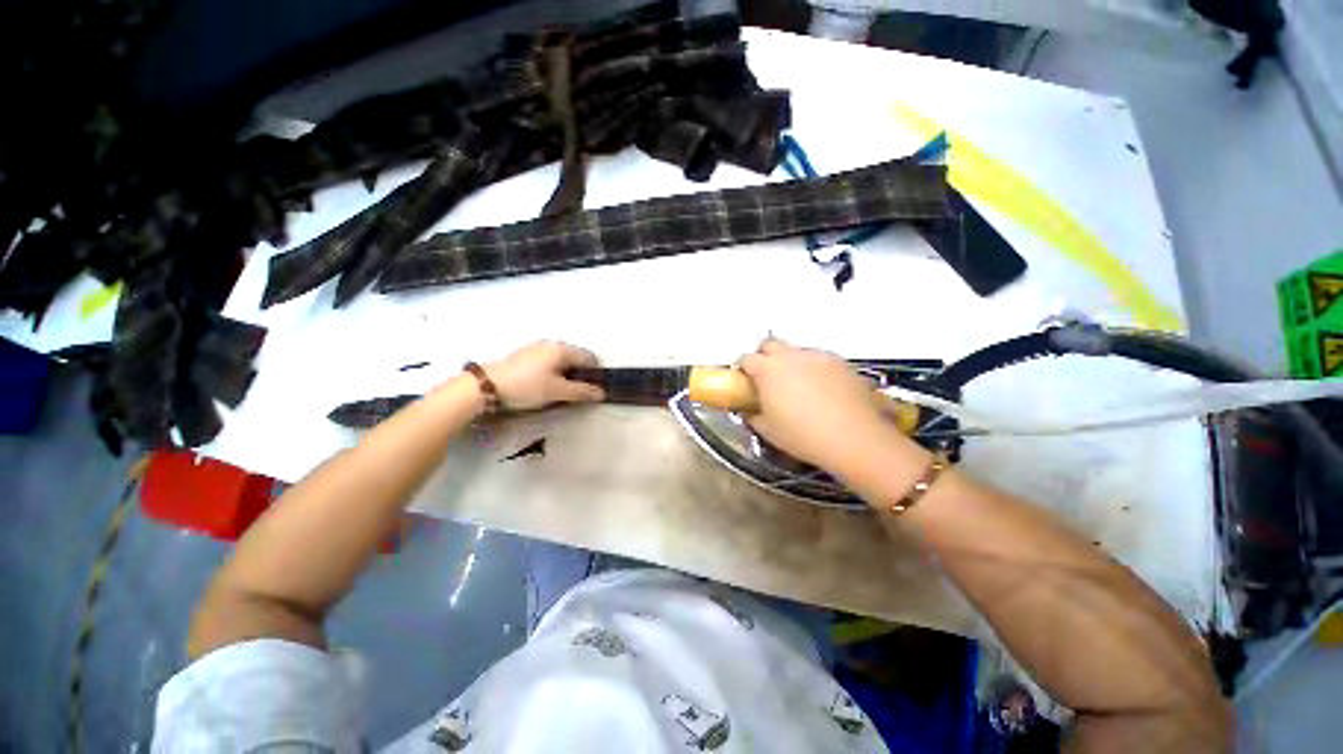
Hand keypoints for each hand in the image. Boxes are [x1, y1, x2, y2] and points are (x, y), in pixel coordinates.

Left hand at [483, 341, 604, 410]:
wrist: (487, 385)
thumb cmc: (527, 386)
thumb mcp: (557, 392)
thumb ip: (582, 392)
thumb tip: (601, 393)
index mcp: (562, 349)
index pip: (589, 357)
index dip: (595, 373)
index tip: (592, 389)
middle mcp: (552, 343)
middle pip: (576, 357)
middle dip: (580, 373)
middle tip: (576, 391)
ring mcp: (537, 347)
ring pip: (561, 359)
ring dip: (566, 372)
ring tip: (560, 389)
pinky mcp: (526, 354)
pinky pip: (549, 360)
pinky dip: (554, 370)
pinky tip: (544, 383)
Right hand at [738, 338, 912, 474]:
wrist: (854, 437)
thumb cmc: (803, 435)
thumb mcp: (768, 431)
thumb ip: (753, 416)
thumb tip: (750, 411)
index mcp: (768, 369)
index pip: (746, 358)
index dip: (743, 368)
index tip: (745, 381)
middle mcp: (791, 356)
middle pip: (770, 343)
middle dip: (765, 356)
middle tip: (768, 378)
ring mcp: (818, 356)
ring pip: (797, 351)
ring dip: (791, 363)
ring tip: (799, 388)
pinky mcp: (841, 362)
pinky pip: (820, 360)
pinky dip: (815, 370)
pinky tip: (823, 392)